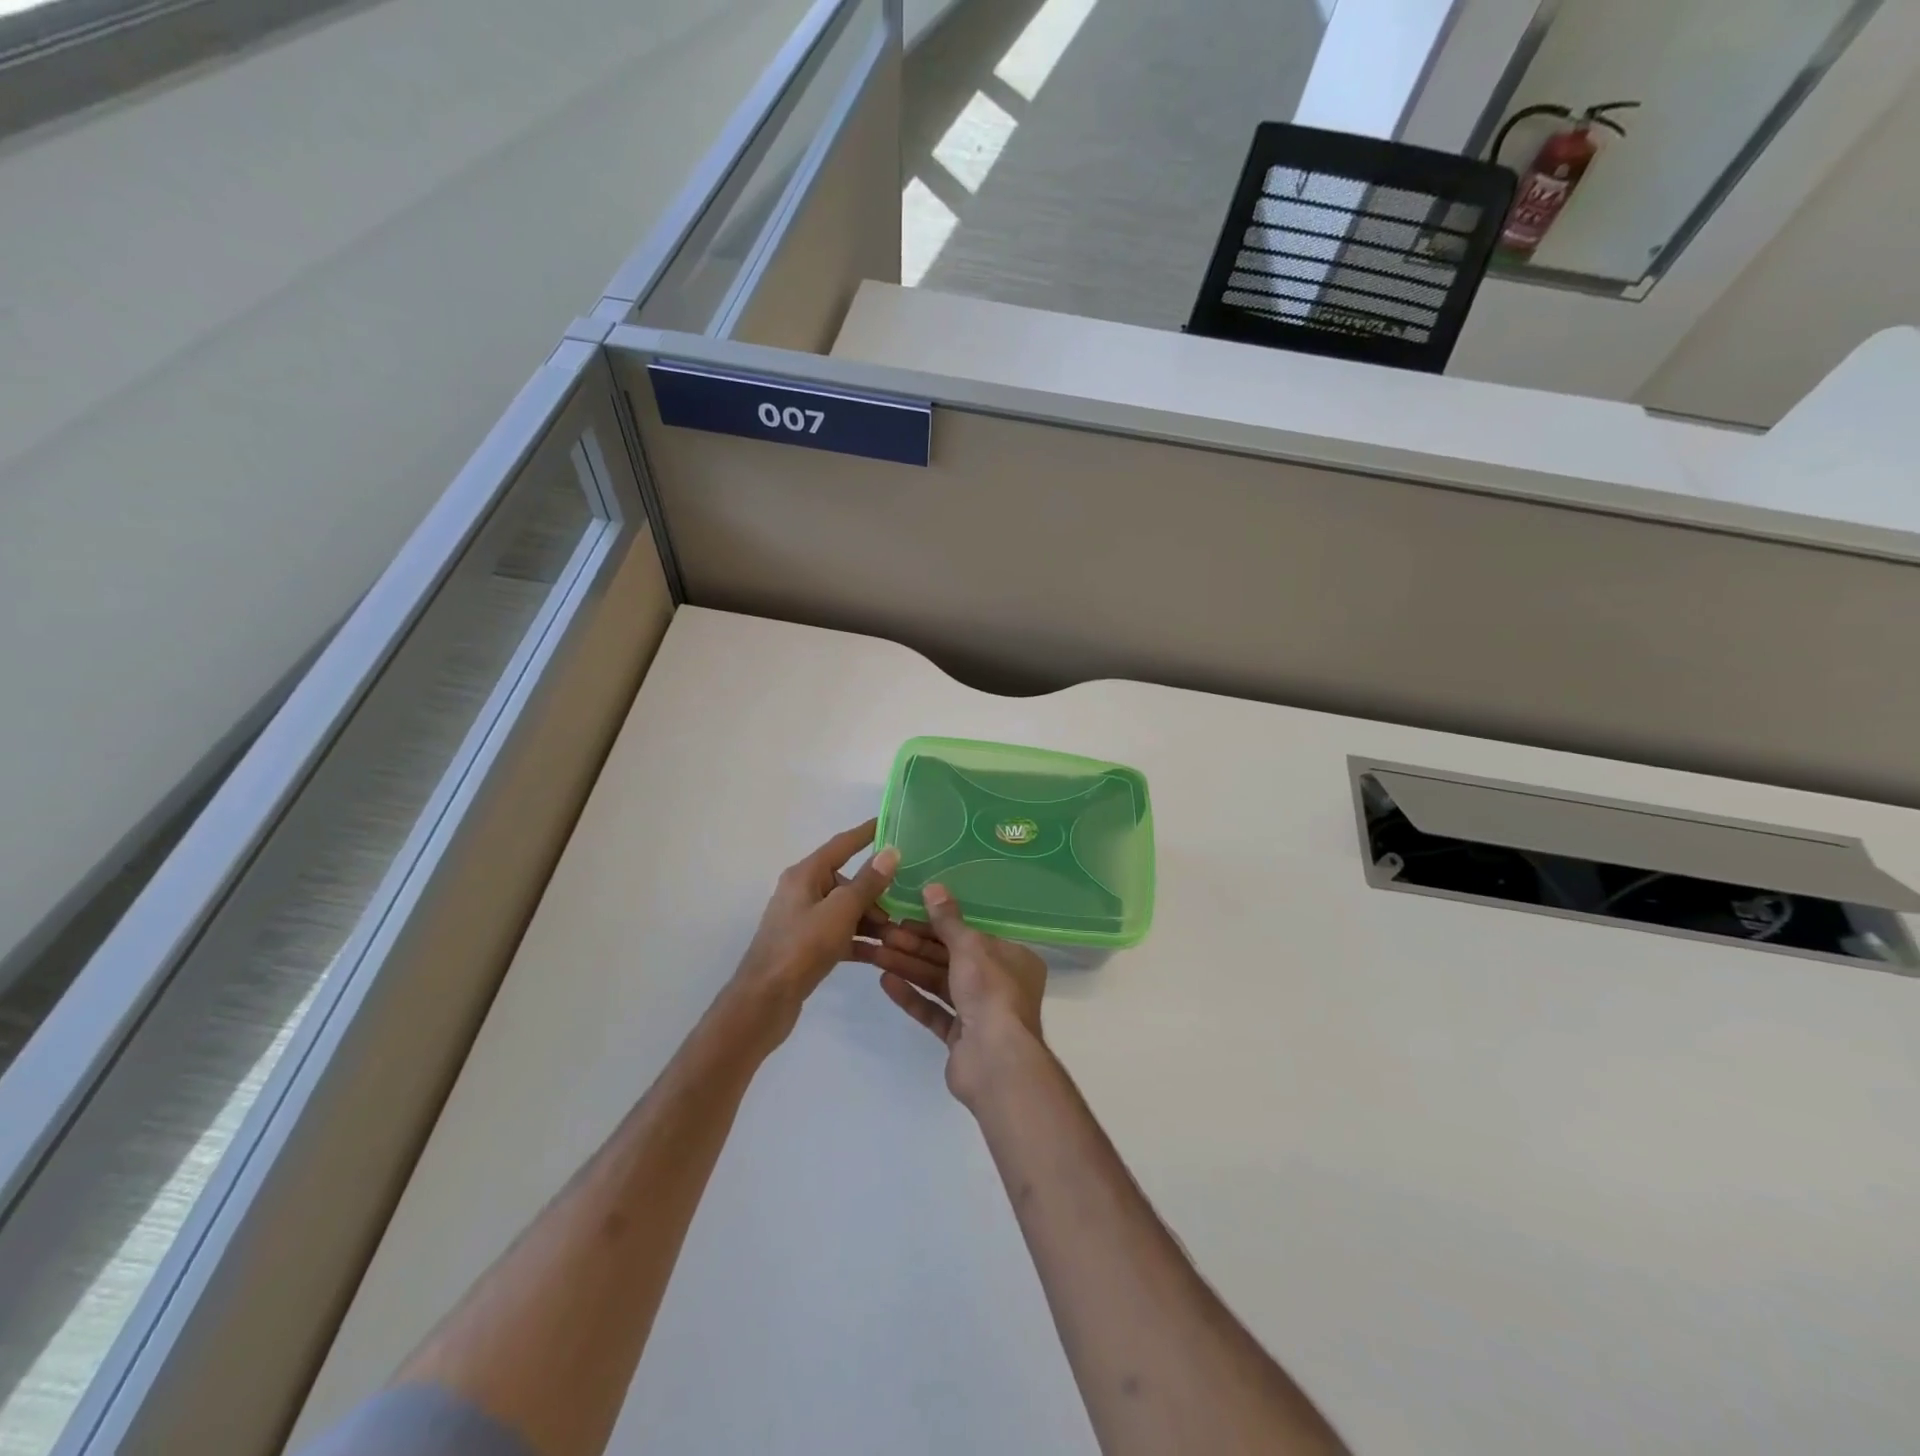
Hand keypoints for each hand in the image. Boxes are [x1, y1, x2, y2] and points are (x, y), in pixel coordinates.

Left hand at [729, 820, 900, 1043]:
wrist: (764, 1000)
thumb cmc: (802, 947)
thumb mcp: (841, 911)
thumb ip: (868, 882)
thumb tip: (890, 851)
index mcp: (805, 874)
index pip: (841, 844)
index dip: (866, 833)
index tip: (890, 822)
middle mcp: (802, 891)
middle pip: (846, 880)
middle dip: (875, 892)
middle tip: (903, 905)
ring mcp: (803, 920)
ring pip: (845, 909)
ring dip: (871, 919)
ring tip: (897, 935)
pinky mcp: (806, 946)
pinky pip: (839, 934)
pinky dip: (859, 940)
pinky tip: (882, 953)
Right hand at [873, 883, 1048, 1107]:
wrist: (995, 1060)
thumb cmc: (990, 991)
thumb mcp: (969, 946)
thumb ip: (948, 920)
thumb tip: (933, 887)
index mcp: (1012, 958)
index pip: (970, 935)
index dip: (937, 925)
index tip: (906, 915)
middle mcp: (1000, 983)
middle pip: (951, 958)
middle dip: (916, 946)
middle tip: (884, 933)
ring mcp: (980, 1013)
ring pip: (940, 983)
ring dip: (909, 967)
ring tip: (876, 954)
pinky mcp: (961, 1038)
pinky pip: (934, 1010)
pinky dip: (912, 996)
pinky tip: (885, 982)